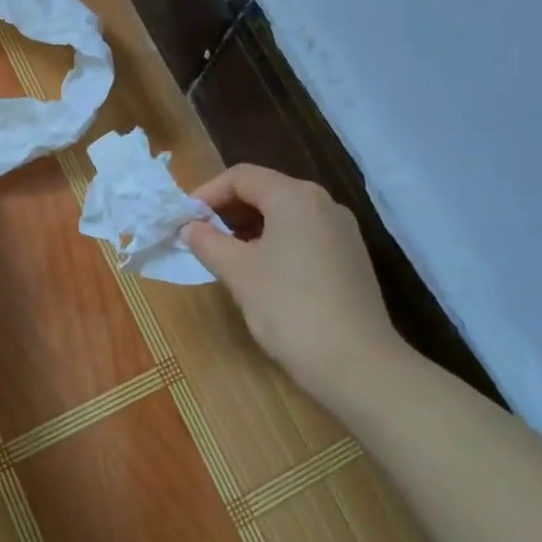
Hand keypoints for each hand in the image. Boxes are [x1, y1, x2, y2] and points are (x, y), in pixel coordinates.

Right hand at [185, 165, 400, 400]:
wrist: (357, 364)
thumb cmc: (289, 308)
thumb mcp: (238, 272)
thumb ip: (208, 242)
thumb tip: (189, 227)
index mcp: (295, 196)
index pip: (241, 177)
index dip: (207, 193)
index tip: (184, 220)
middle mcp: (323, 203)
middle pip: (265, 190)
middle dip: (228, 210)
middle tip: (200, 236)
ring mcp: (342, 231)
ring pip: (285, 214)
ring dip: (249, 227)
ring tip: (225, 255)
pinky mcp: (350, 258)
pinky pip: (303, 235)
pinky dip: (275, 242)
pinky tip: (261, 272)